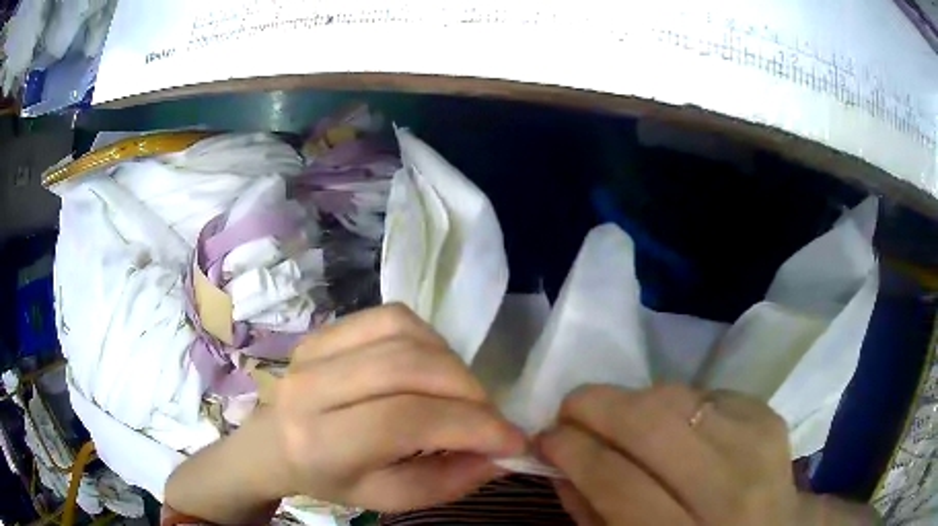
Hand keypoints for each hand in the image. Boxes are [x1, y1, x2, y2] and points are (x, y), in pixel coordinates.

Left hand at [260, 304, 525, 510]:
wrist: (275, 442)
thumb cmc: (331, 478)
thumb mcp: (389, 499)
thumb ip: (448, 481)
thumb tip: (500, 453)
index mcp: (320, 442)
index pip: (404, 420)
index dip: (470, 426)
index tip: (512, 440)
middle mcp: (311, 387)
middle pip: (407, 368)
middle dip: (467, 392)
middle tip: (489, 418)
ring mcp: (315, 348)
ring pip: (404, 333)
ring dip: (451, 363)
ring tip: (462, 394)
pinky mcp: (326, 328)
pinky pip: (393, 317)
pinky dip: (429, 339)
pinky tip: (432, 367)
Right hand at [537, 385, 874, 524]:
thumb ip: (591, 511)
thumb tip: (560, 458)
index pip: (618, 481)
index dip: (573, 450)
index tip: (548, 435)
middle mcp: (729, 491)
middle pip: (653, 426)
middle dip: (598, 406)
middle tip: (572, 410)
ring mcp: (757, 446)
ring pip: (679, 399)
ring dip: (634, 401)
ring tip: (618, 418)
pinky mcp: (770, 418)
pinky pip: (708, 394)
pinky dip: (677, 403)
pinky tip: (673, 425)